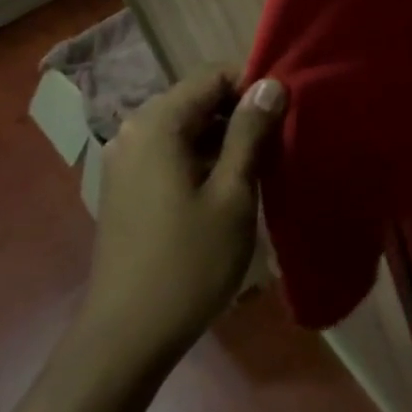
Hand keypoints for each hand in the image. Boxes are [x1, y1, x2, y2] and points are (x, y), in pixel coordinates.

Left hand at [78, 67, 286, 361]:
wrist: (128, 335)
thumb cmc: (189, 262)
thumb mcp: (233, 193)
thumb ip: (250, 132)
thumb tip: (271, 84)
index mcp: (157, 125)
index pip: (212, 76)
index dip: (253, 88)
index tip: (285, 116)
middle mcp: (134, 132)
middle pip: (198, 100)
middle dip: (241, 115)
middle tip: (278, 147)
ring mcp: (125, 161)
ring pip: (187, 129)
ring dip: (225, 140)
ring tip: (261, 170)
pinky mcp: (126, 188)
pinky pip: (172, 154)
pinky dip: (203, 160)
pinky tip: (228, 190)